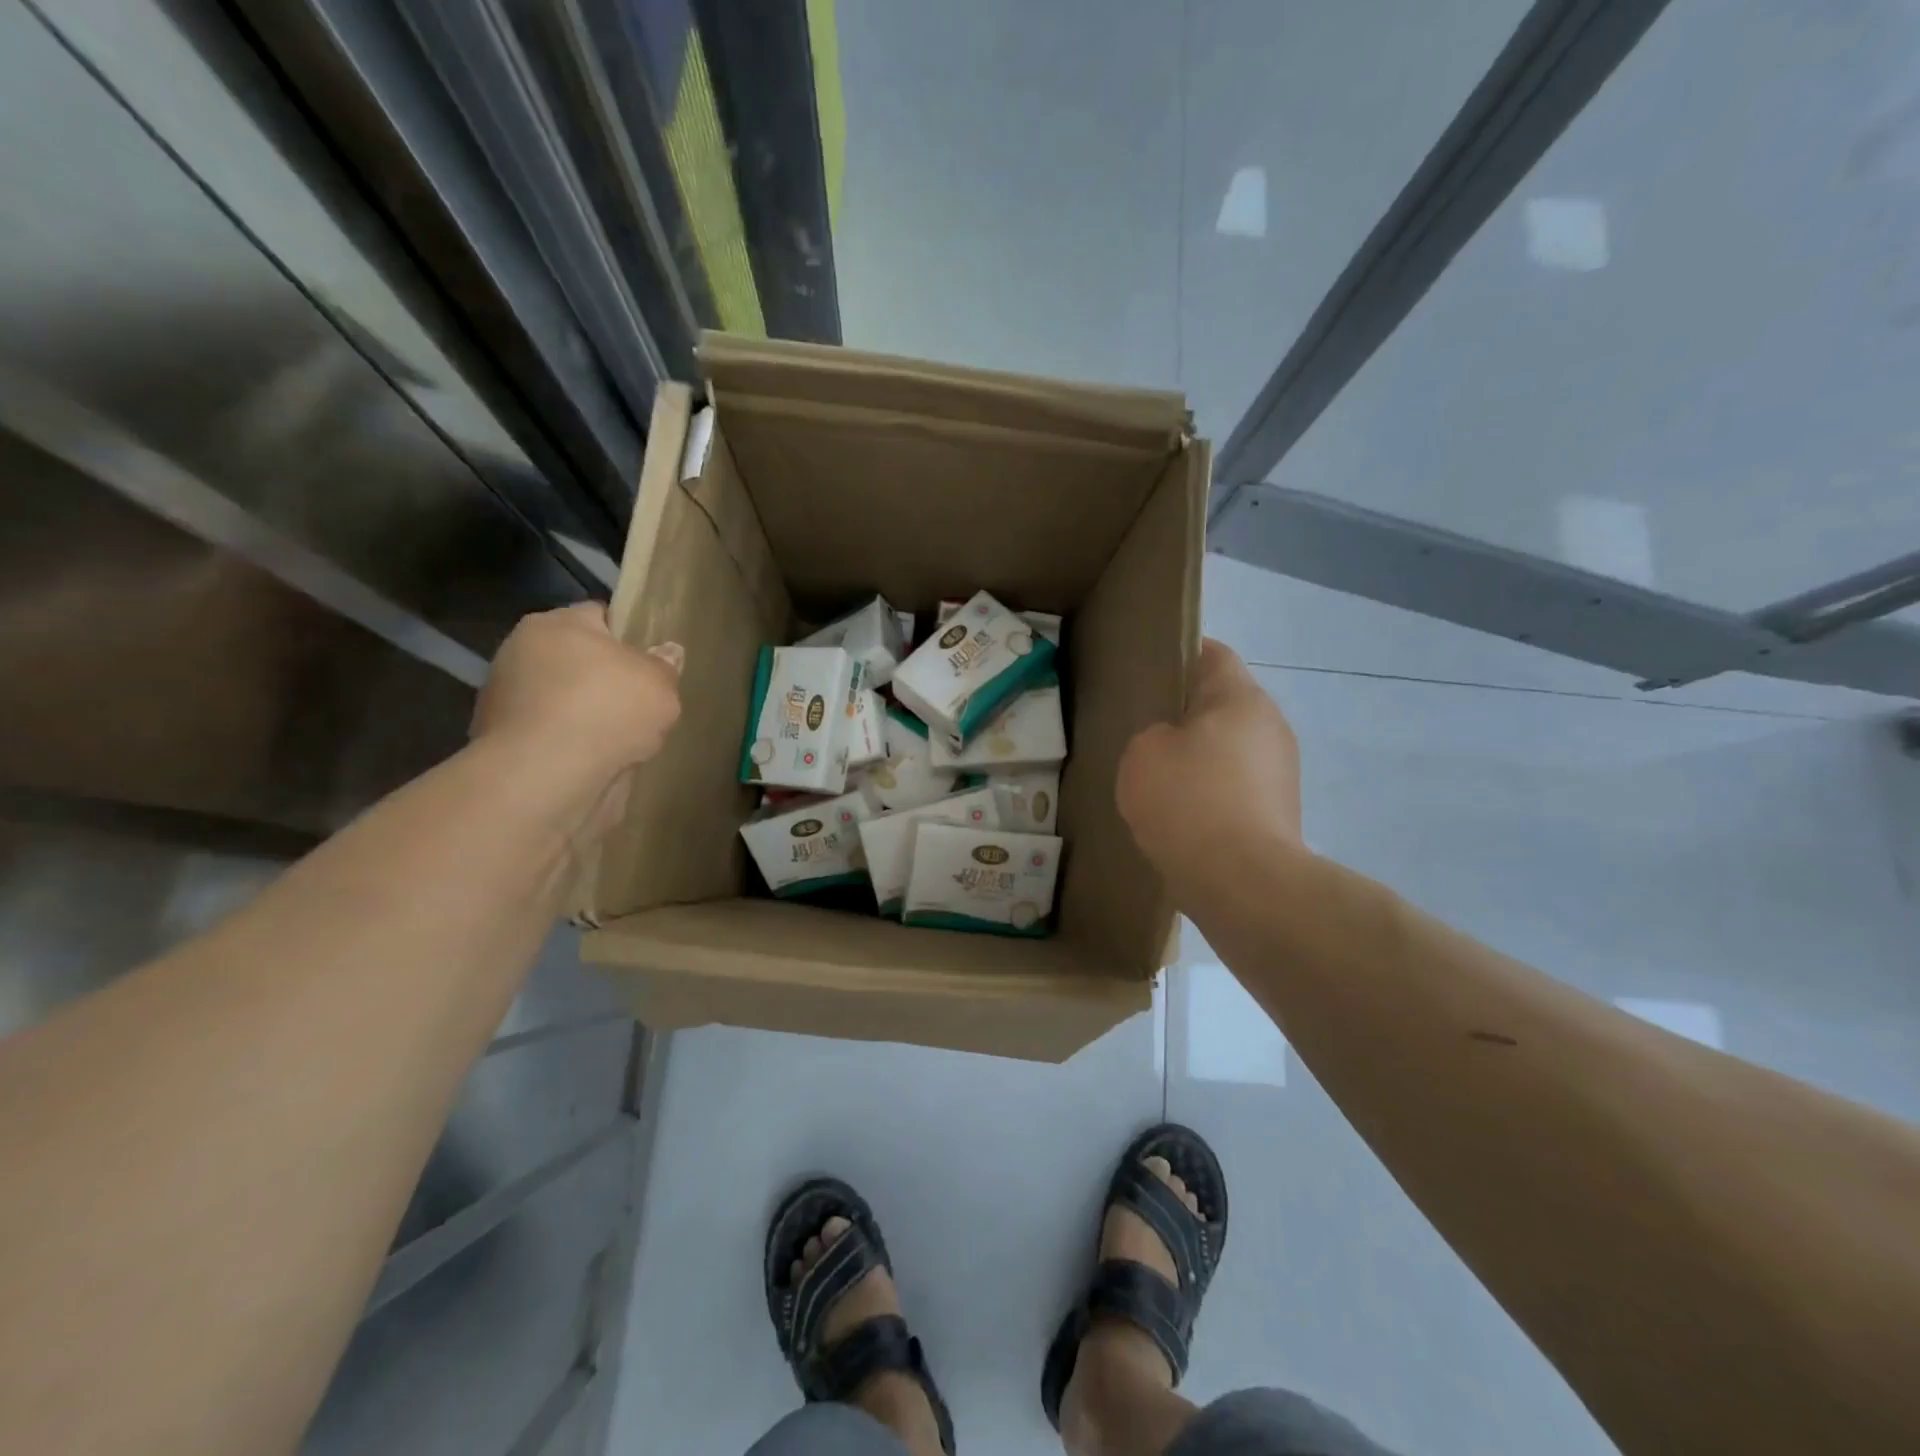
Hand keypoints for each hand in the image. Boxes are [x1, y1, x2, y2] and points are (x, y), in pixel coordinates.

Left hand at [472, 604, 682, 776]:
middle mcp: (521, 650)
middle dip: (604, 679)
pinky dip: (570, 743)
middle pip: (577, 658)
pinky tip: (594, 760)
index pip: (598, 616)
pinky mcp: (499, 738)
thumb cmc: (606, 710)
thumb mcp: (659, 685)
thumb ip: (665, 666)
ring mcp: (504, 696)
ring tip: (620, 740)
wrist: (545, 775)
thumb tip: (667, 652)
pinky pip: (550, 732)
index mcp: (557, 624)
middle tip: (638, 703)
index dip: (628, 636)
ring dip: (585, 713)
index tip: (649, 663)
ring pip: (561, 698)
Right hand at [1117, 639, 1302, 887]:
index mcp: (1241, 698)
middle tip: (1142, 730)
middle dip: (1184, 714)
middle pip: (1222, 704)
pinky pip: (1234, 788)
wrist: (1243, 884)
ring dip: (1197, 758)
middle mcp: (1270, 727)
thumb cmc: (1188, 802)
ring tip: (1156, 779)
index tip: (1146, 672)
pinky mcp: (1278, 813)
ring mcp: (1280, 773)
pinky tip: (1179, 816)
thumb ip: (1153, 734)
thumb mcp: (1144, 753)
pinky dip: (1209, 794)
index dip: (1178, 655)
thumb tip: (1173, 745)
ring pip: (1228, 749)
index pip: (1212, 654)